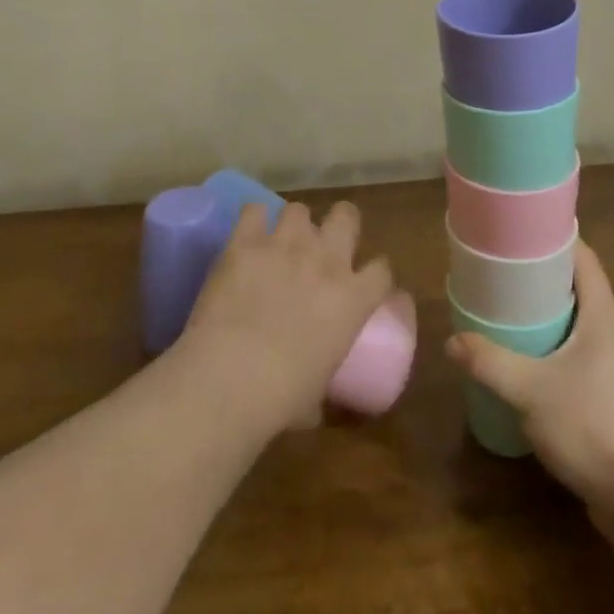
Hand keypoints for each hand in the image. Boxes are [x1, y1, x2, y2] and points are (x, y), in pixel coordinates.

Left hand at [178, 200, 396, 435]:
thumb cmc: (282, 399)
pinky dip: (252, 221)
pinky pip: (253, 210)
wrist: (231, 378)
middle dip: (339, 225)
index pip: (382, 270)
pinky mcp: (246, 241)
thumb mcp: (317, 395)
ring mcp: (286, 245)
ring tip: (278, 243)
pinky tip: (247, 235)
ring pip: (299, 210)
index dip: (375, 273)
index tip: (365, 282)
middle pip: (347, 216)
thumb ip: (322, 382)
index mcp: (353, 299)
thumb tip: (312, 404)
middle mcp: (326, 260)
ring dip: (292, 226)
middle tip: (323, 246)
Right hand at [448, 242, 613, 514]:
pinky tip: (532, 370)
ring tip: (512, 318)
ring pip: (581, 327)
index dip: (555, 239)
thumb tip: (453, 341)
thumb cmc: (593, 425)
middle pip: (580, 290)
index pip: (584, 258)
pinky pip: (583, 360)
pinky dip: (558, 353)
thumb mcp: (530, 391)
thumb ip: (490, 363)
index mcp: (603, 315)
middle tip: (505, 276)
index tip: (522, 233)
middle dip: (544, 280)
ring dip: (550, 319)